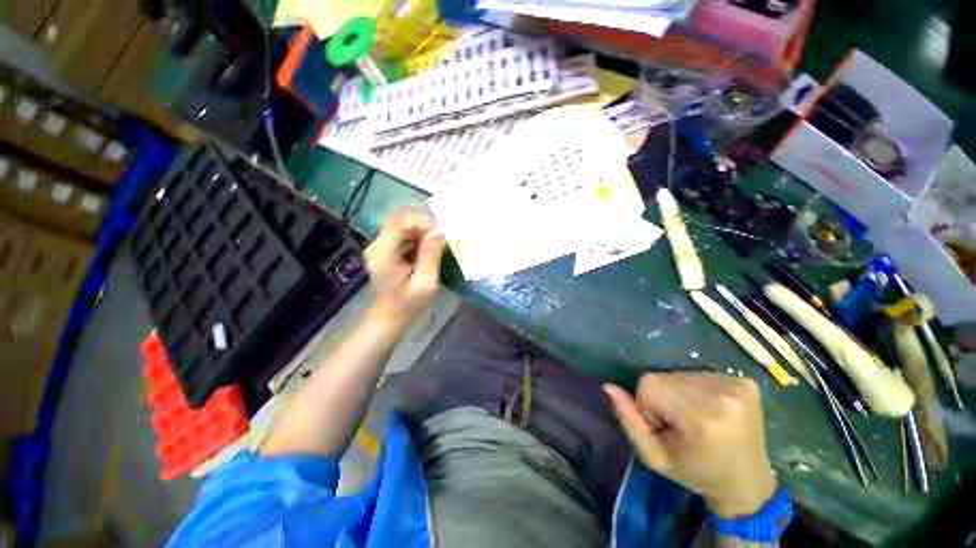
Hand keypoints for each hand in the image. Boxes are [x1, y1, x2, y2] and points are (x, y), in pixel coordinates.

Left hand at [364, 210, 444, 327]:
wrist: (390, 314)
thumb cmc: (409, 302)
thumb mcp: (425, 283)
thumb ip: (430, 257)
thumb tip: (437, 231)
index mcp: (383, 254)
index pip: (400, 222)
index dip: (421, 221)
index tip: (439, 233)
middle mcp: (376, 245)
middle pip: (399, 219)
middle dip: (422, 224)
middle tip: (439, 237)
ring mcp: (378, 245)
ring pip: (400, 223)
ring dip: (420, 228)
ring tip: (435, 242)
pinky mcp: (383, 247)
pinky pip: (401, 231)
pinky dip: (416, 234)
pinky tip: (425, 246)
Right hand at [605, 373, 776, 518]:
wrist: (747, 482)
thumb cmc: (696, 472)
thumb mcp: (654, 456)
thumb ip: (628, 420)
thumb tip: (608, 387)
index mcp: (701, 418)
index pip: (648, 383)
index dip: (648, 404)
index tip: (666, 426)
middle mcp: (721, 396)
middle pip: (665, 377)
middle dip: (664, 397)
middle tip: (682, 424)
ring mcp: (736, 386)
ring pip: (680, 374)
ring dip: (681, 393)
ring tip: (698, 417)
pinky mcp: (745, 382)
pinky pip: (700, 373)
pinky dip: (698, 389)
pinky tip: (712, 409)